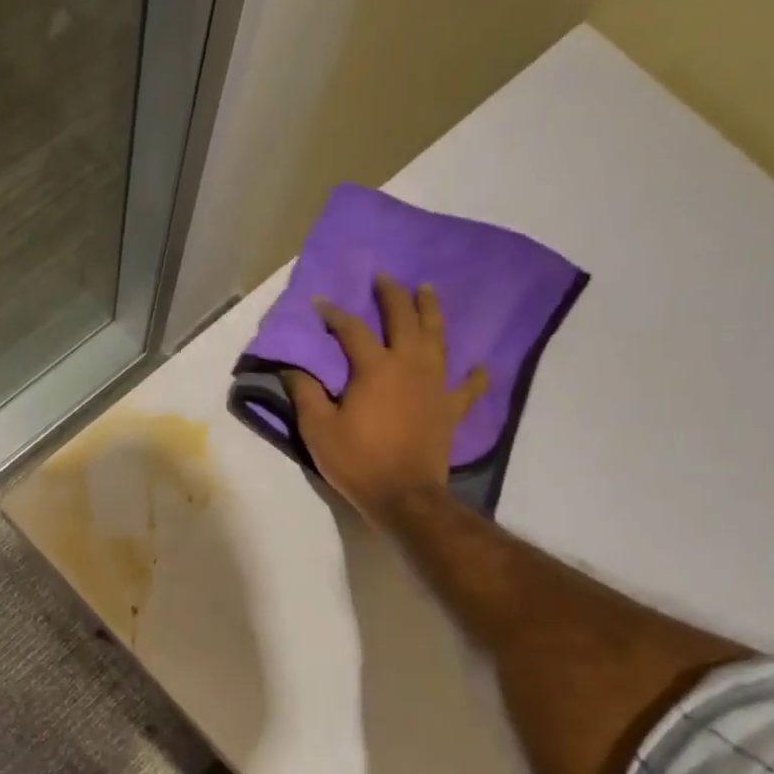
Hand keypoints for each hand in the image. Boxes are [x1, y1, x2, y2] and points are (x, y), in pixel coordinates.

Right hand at [284, 274, 487, 526]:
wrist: (404, 496)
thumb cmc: (357, 461)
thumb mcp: (318, 429)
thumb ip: (306, 394)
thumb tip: (294, 369)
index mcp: (375, 368)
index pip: (352, 329)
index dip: (334, 314)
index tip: (320, 304)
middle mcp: (409, 365)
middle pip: (403, 319)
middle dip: (392, 295)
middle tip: (385, 277)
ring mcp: (435, 385)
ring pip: (437, 338)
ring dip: (431, 311)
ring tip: (427, 291)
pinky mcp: (450, 409)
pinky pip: (468, 386)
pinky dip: (475, 375)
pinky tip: (480, 365)